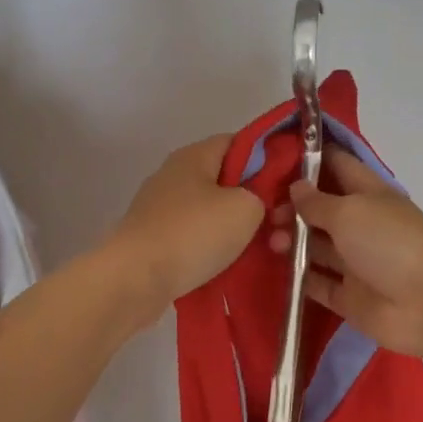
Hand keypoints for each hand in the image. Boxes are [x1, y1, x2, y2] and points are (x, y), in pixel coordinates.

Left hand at [106, 136, 264, 310]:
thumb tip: (255, 200)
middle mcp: (174, 174)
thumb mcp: (246, 208)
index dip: (267, 158)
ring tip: (258, 248)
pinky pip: (193, 236)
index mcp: (194, 155)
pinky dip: (211, 247)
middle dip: (252, 199)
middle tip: (277, 222)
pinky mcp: (153, 238)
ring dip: (232, 227)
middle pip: (224, 178)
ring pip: (210, 210)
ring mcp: (160, 207)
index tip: (288, 184)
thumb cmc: (193, 233)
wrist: (135, 279)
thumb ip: (261, 195)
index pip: (239, 142)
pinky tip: (228, 264)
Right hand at [268, 147, 422, 362]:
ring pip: (315, 246)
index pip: (337, 166)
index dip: (309, 160)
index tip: (273, 157)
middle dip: (292, 207)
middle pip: (320, 209)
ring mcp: (355, 262)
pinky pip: (317, 283)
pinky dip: (298, 277)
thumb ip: (317, 201)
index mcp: (368, 194)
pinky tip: (275, 270)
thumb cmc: (389, 243)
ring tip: (272, 243)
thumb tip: (296, 186)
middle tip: (267, 214)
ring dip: (292, 241)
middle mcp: (361, 224)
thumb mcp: (349, 211)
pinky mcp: (348, 296)